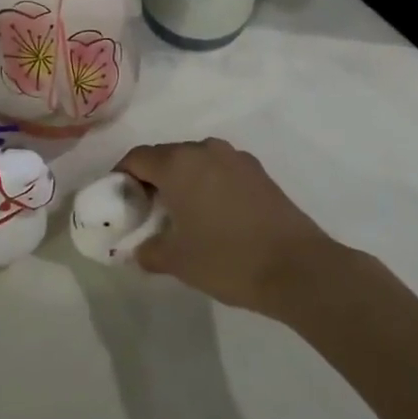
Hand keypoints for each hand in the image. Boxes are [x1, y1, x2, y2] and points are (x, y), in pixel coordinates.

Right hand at [114, 138, 343, 313]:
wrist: (298, 268)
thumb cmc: (228, 259)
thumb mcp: (177, 261)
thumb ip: (148, 250)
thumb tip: (138, 248)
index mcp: (178, 163)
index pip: (136, 158)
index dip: (121, 177)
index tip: (118, 201)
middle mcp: (204, 150)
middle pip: (165, 156)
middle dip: (151, 179)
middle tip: (146, 211)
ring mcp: (235, 158)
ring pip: (194, 161)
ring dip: (181, 180)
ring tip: (180, 214)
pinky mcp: (258, 172)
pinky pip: (219, 170)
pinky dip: (208, 185)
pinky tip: (213, 216)